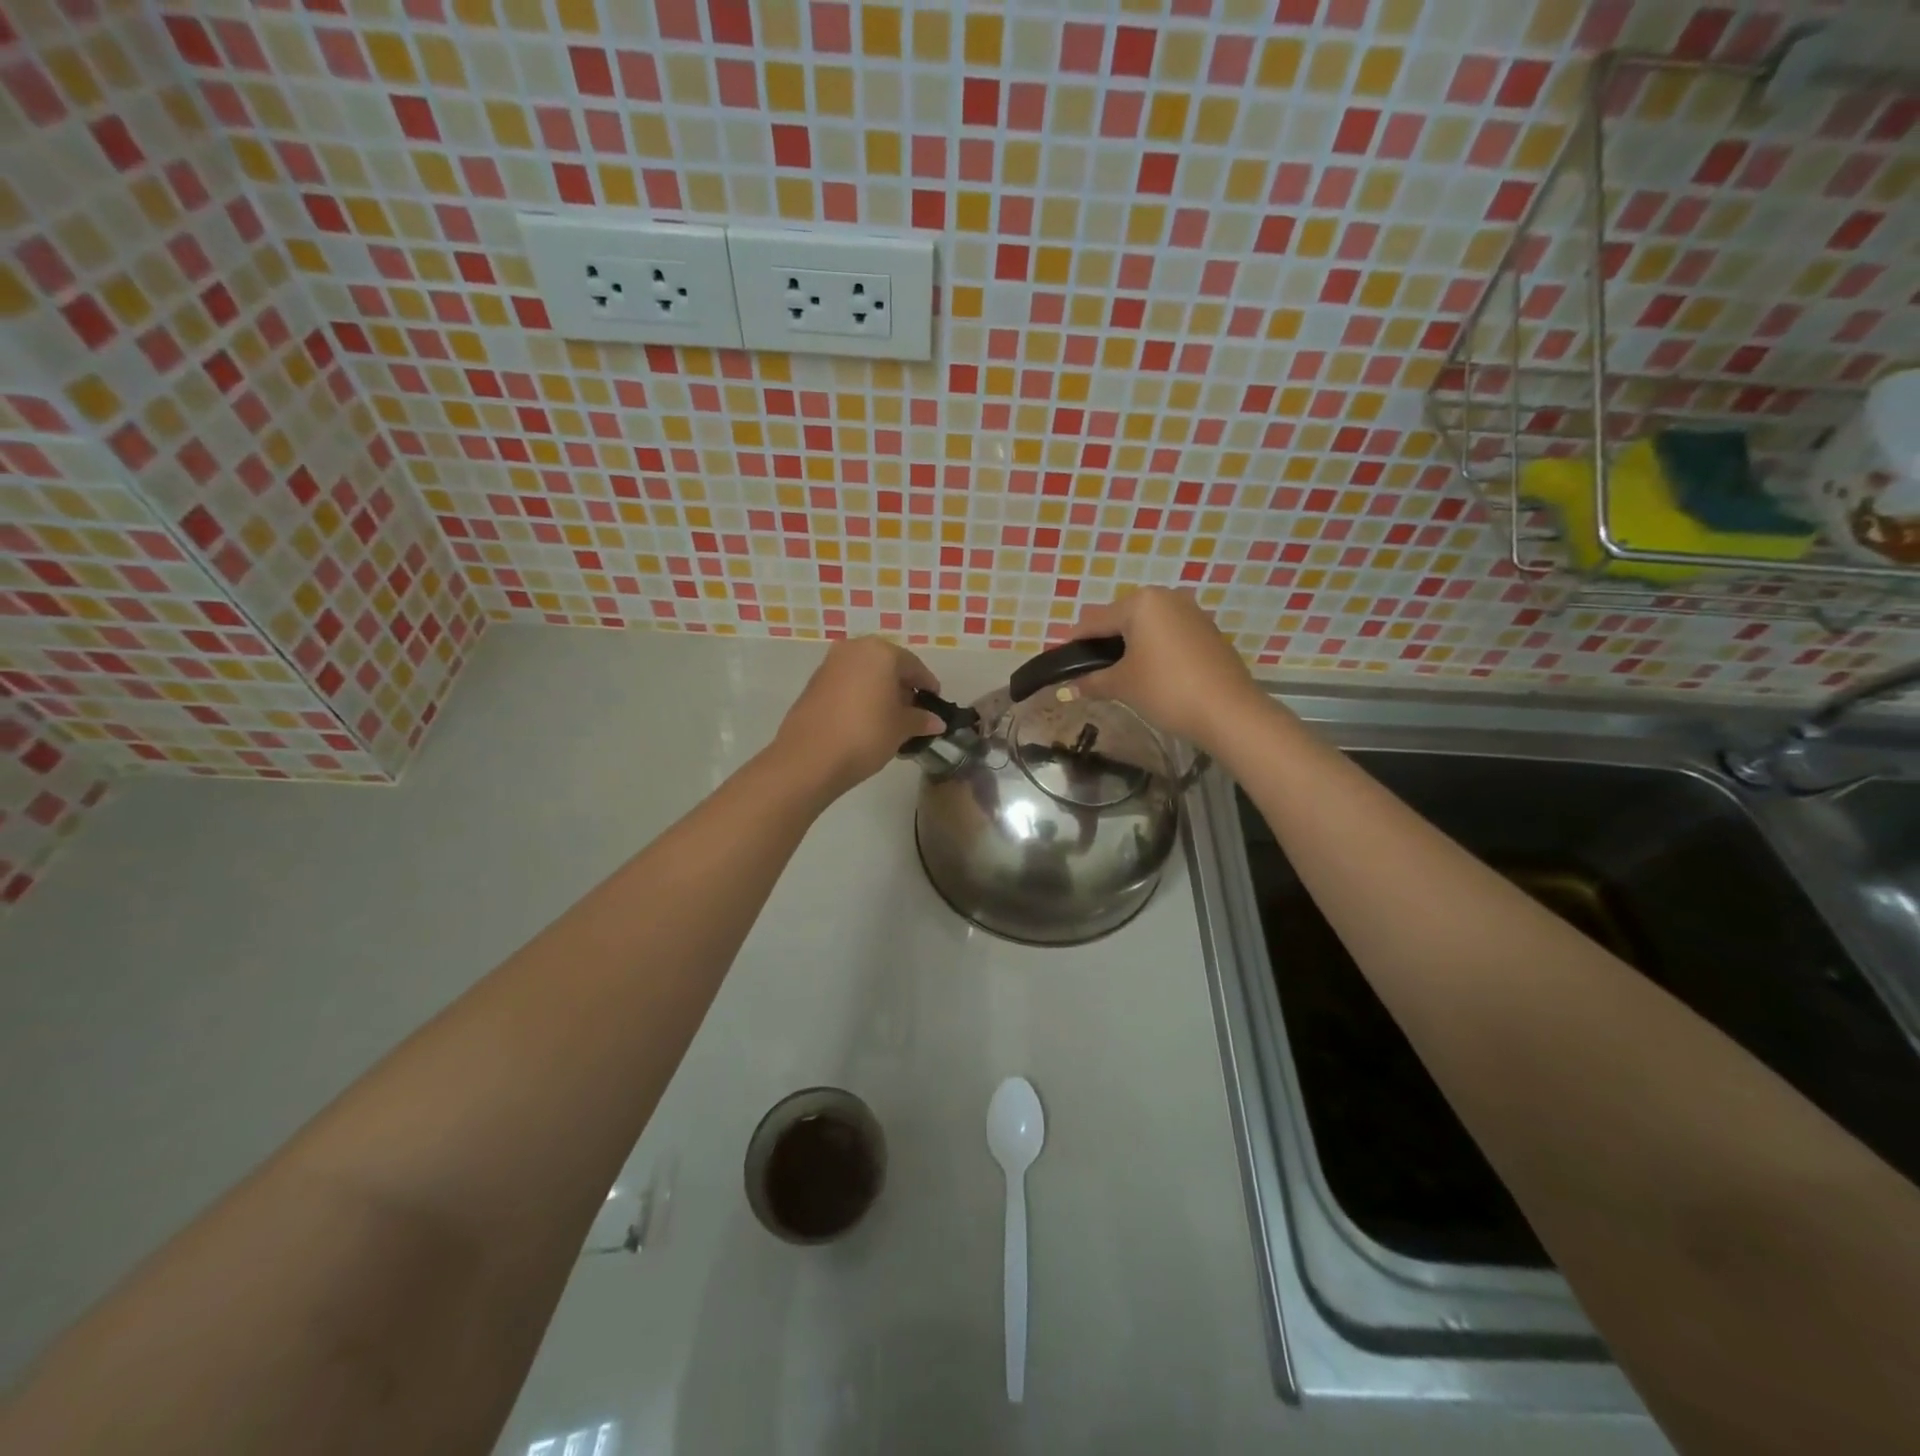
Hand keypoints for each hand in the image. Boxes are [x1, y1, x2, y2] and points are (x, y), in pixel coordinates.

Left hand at [773, 636, 946, 798]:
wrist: (809, 757)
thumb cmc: (866, 734)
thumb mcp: (901, 728)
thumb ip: (921, 720)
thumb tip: (936, 721)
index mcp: (881, 652)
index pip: (913, 666)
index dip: (927, 686)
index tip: (935, 703)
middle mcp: (854, 649)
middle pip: (887, 666)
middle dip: (902, 687)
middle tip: (913, 712)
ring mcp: (830, 665)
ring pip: (865, 674)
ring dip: (880, 692)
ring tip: (890, 720)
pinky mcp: (813, 683)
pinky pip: (847, 684)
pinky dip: (860, 697)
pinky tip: (865, 721)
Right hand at [1066, 588, 1267, 750]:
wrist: (1228, 711)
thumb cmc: (1166, 689)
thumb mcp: (1122, 685)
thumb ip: (1091, 682)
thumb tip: (1065, 690)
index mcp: (1140, 602)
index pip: (1094, 621)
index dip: (1074, 644)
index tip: (1061, 663)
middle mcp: (1167, 598)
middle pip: (1122, 618)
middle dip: (1104, 643)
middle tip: (1090, 672)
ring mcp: (1192, 612)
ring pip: (1148, 626)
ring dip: (1130, 646)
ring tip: (1120, 675)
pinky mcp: (1208, 631)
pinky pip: (1169, 634)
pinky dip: (1154, 649)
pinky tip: (1151, 674)